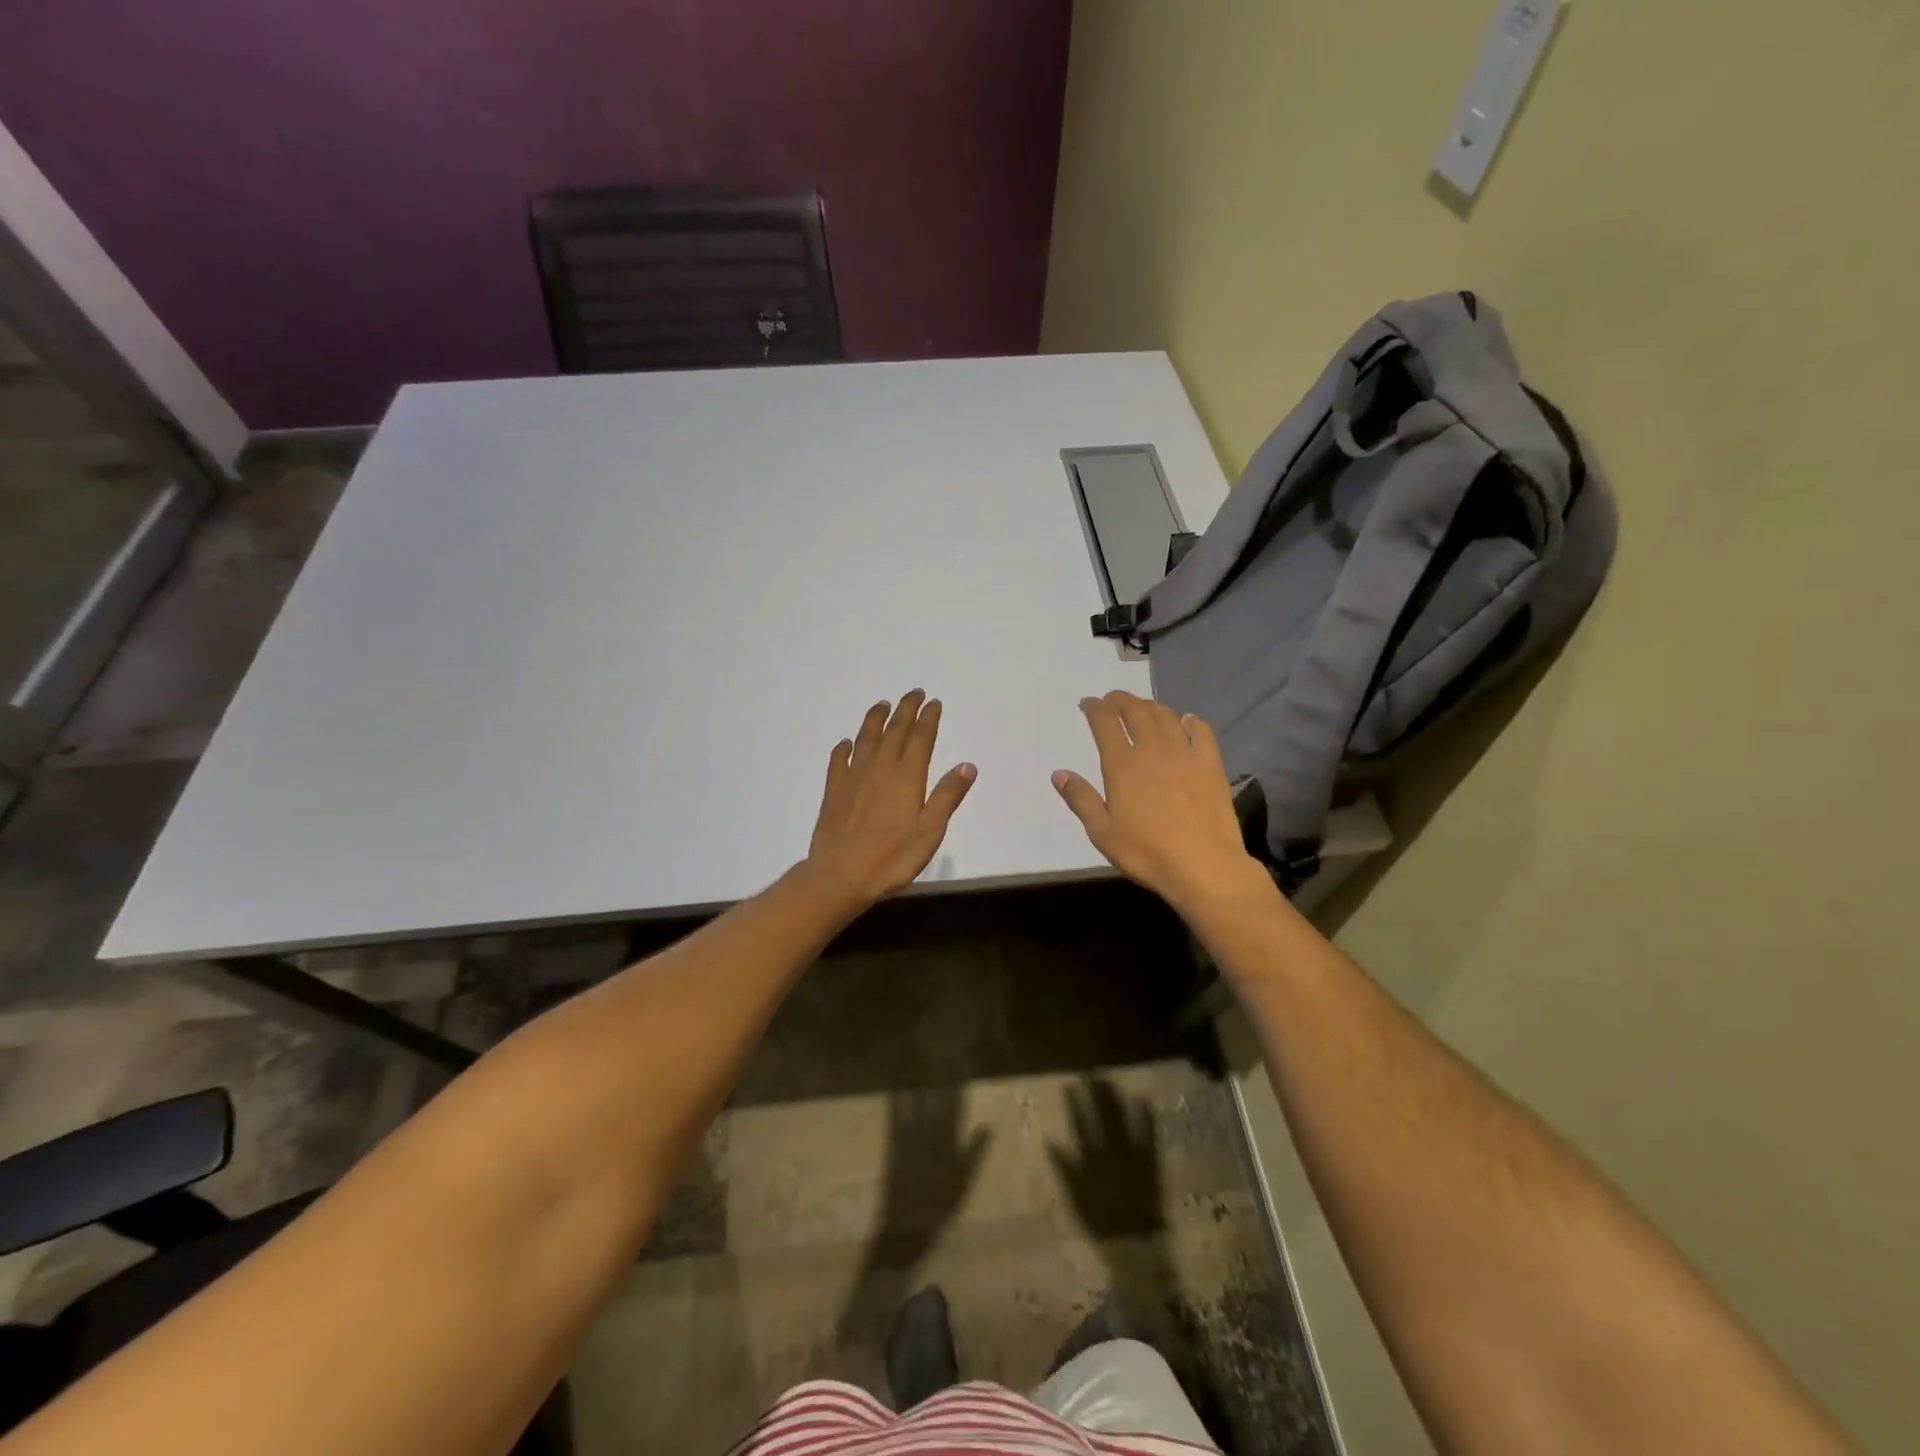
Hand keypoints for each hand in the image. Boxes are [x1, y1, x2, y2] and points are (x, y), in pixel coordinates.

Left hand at [806, 690, 976, 903]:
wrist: (840, 875)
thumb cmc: (892, 858)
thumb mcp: (930, 831)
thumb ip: (947, 796)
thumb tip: (967, 765)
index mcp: (906, 777)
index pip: (921, 739)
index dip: (928, 719)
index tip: (934, 702)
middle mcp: (880, 768)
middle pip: (894, 731)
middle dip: (905, 710)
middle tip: (913, 693)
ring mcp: (853, 777)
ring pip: (866, 739)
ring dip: (875, 719)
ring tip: (882, 705)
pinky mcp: (834, 791)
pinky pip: (839, 761)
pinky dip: (844, 748)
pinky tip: (846, 743)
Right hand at [1052, 691, 1266, 911]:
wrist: (1203, 865)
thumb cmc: (1146, 852)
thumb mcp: (1102, 831)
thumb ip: (1080, 798)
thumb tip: (1058, 773)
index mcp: (1121, 764)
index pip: (1104, 722)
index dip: (1095, 708)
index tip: (1088, 704)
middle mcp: (1152, 749)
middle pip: (1135, 711)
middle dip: (1120, 700)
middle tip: (1112, 700)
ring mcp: (1184, 754)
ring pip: (1165, 716)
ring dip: (1150, 706)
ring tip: (1142, 708)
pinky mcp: (1210, 764)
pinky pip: (1201, 732)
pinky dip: (1191, 721)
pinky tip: (1186, 721)